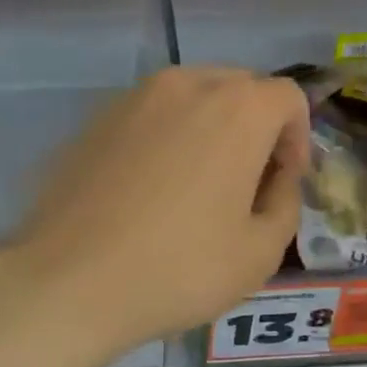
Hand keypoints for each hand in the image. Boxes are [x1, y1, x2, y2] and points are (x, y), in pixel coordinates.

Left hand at [9, 67, 310, 355]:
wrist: (69, 281)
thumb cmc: (178, 268)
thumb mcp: (261, 252)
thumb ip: (285, 201)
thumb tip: (276, 178)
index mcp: (237, 109)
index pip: (288, 97)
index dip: (297, 138)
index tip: (281, 181)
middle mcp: (187, 85)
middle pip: (240, 88)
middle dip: (255, 127)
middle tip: (245, 183)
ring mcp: (134, 97)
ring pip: (192, 97)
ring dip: (210, 128)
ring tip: (196, 184)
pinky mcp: (95, 119)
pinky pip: (150, 115)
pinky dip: (166, 136)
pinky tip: (149, 188)